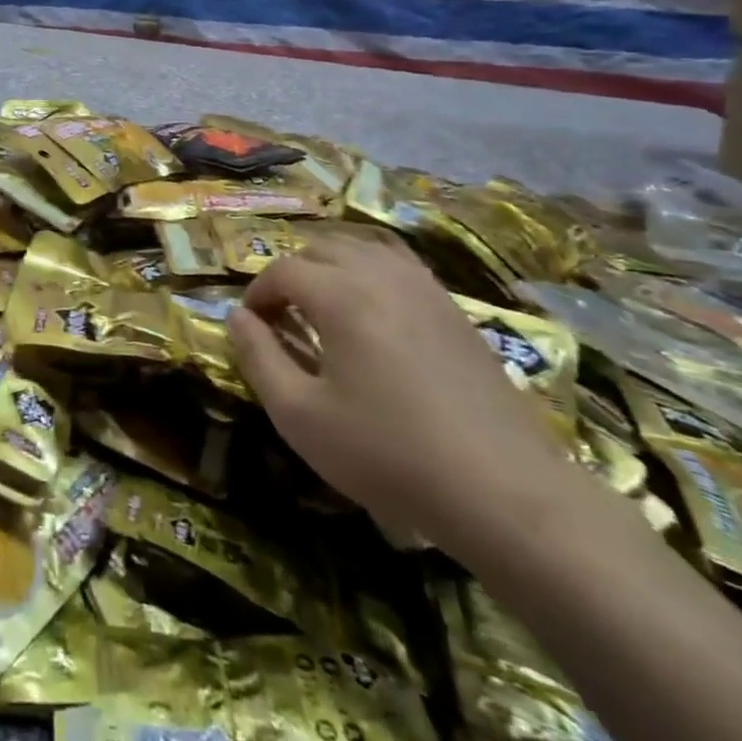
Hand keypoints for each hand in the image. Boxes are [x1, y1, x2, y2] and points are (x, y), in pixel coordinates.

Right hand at [227, 235, 578, 557]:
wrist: (505, 492)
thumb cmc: (388, 453)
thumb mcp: (299, 414)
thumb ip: (258, 357)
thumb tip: (237, 316)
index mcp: (341, 295)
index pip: (283, 270)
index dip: (257, 293)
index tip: (251, 326)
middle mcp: (382, 276)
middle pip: (322, 247)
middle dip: (291, 273)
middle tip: (281, 316)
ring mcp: (426, 290)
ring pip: (364, 248)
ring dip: (331, 265)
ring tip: (322, 304)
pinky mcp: (456, 311)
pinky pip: (401, 266)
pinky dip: (371, 272)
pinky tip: (372, 311)